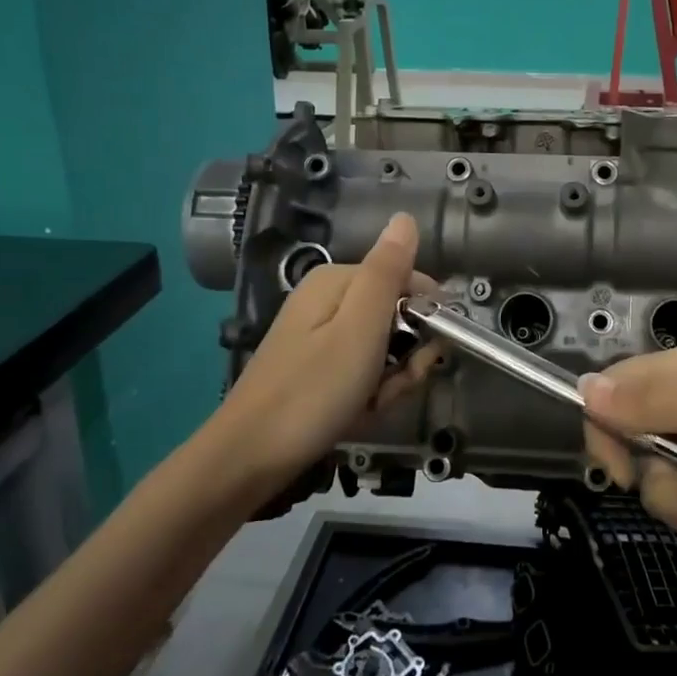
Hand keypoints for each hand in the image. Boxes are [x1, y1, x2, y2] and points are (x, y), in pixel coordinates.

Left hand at [218, 213, 438, 484]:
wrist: (249, 458)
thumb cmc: (312, 390)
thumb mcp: (360, 327)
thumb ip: (387, 271)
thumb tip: (406, 217)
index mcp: (337, 281)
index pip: (409, 281)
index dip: (427, 317)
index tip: (426, 354)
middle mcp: (329, 301)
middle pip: (398, 318)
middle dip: (407, 358)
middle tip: (390, 386)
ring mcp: (322, 337)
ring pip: (385, 350)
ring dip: (391, 381)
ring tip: (370, 404)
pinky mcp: (318, 369)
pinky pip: (364, 372)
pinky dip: (370, 394)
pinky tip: (358, 414)